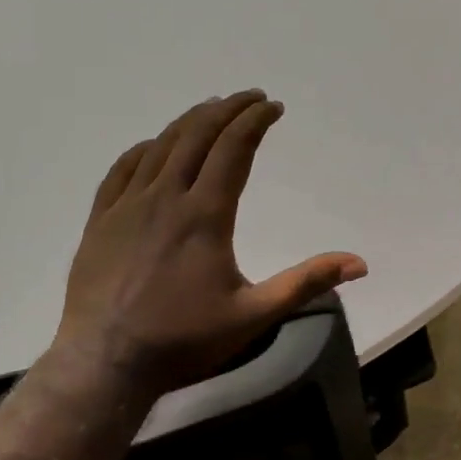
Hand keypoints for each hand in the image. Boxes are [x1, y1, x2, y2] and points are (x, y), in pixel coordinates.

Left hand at [52, 90, 366, 396]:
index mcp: (205, 214)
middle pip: (197, 135)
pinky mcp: (100, 220)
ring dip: (189, 121)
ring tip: (211, 109)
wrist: (105, 362)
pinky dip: (145, 148)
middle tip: (250, 97)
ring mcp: (127, 206)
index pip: (234, 148)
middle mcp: (165, 197)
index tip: (273, 106)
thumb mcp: (255, 315)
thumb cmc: (185, 339)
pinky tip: (154, 145)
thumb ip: (306, 283)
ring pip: (160, 146)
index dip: (255, 121)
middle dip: (227, 110)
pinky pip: (122, 169)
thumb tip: (360, 263)